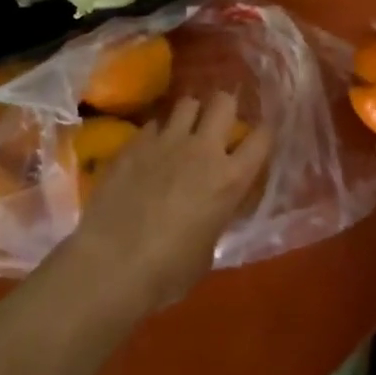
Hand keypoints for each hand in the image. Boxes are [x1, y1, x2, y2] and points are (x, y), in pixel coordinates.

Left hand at [62, 91, 270, 314]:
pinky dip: (156, 133)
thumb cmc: (167, 272)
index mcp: (230, 179)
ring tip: (184, 130)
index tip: (260, 135)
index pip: (262, 138)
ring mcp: (166, 141)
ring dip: (190, 114)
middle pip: (224, 102)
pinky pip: (153, 124)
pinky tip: (149, 151)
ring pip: (187, 102)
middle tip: (218, 124)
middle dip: (224, 107)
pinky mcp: (135, 143)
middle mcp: (203, 149)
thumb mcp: (208, 250)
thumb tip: (211, 209)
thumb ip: (216, 217)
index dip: (264, 132)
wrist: (111, 265)